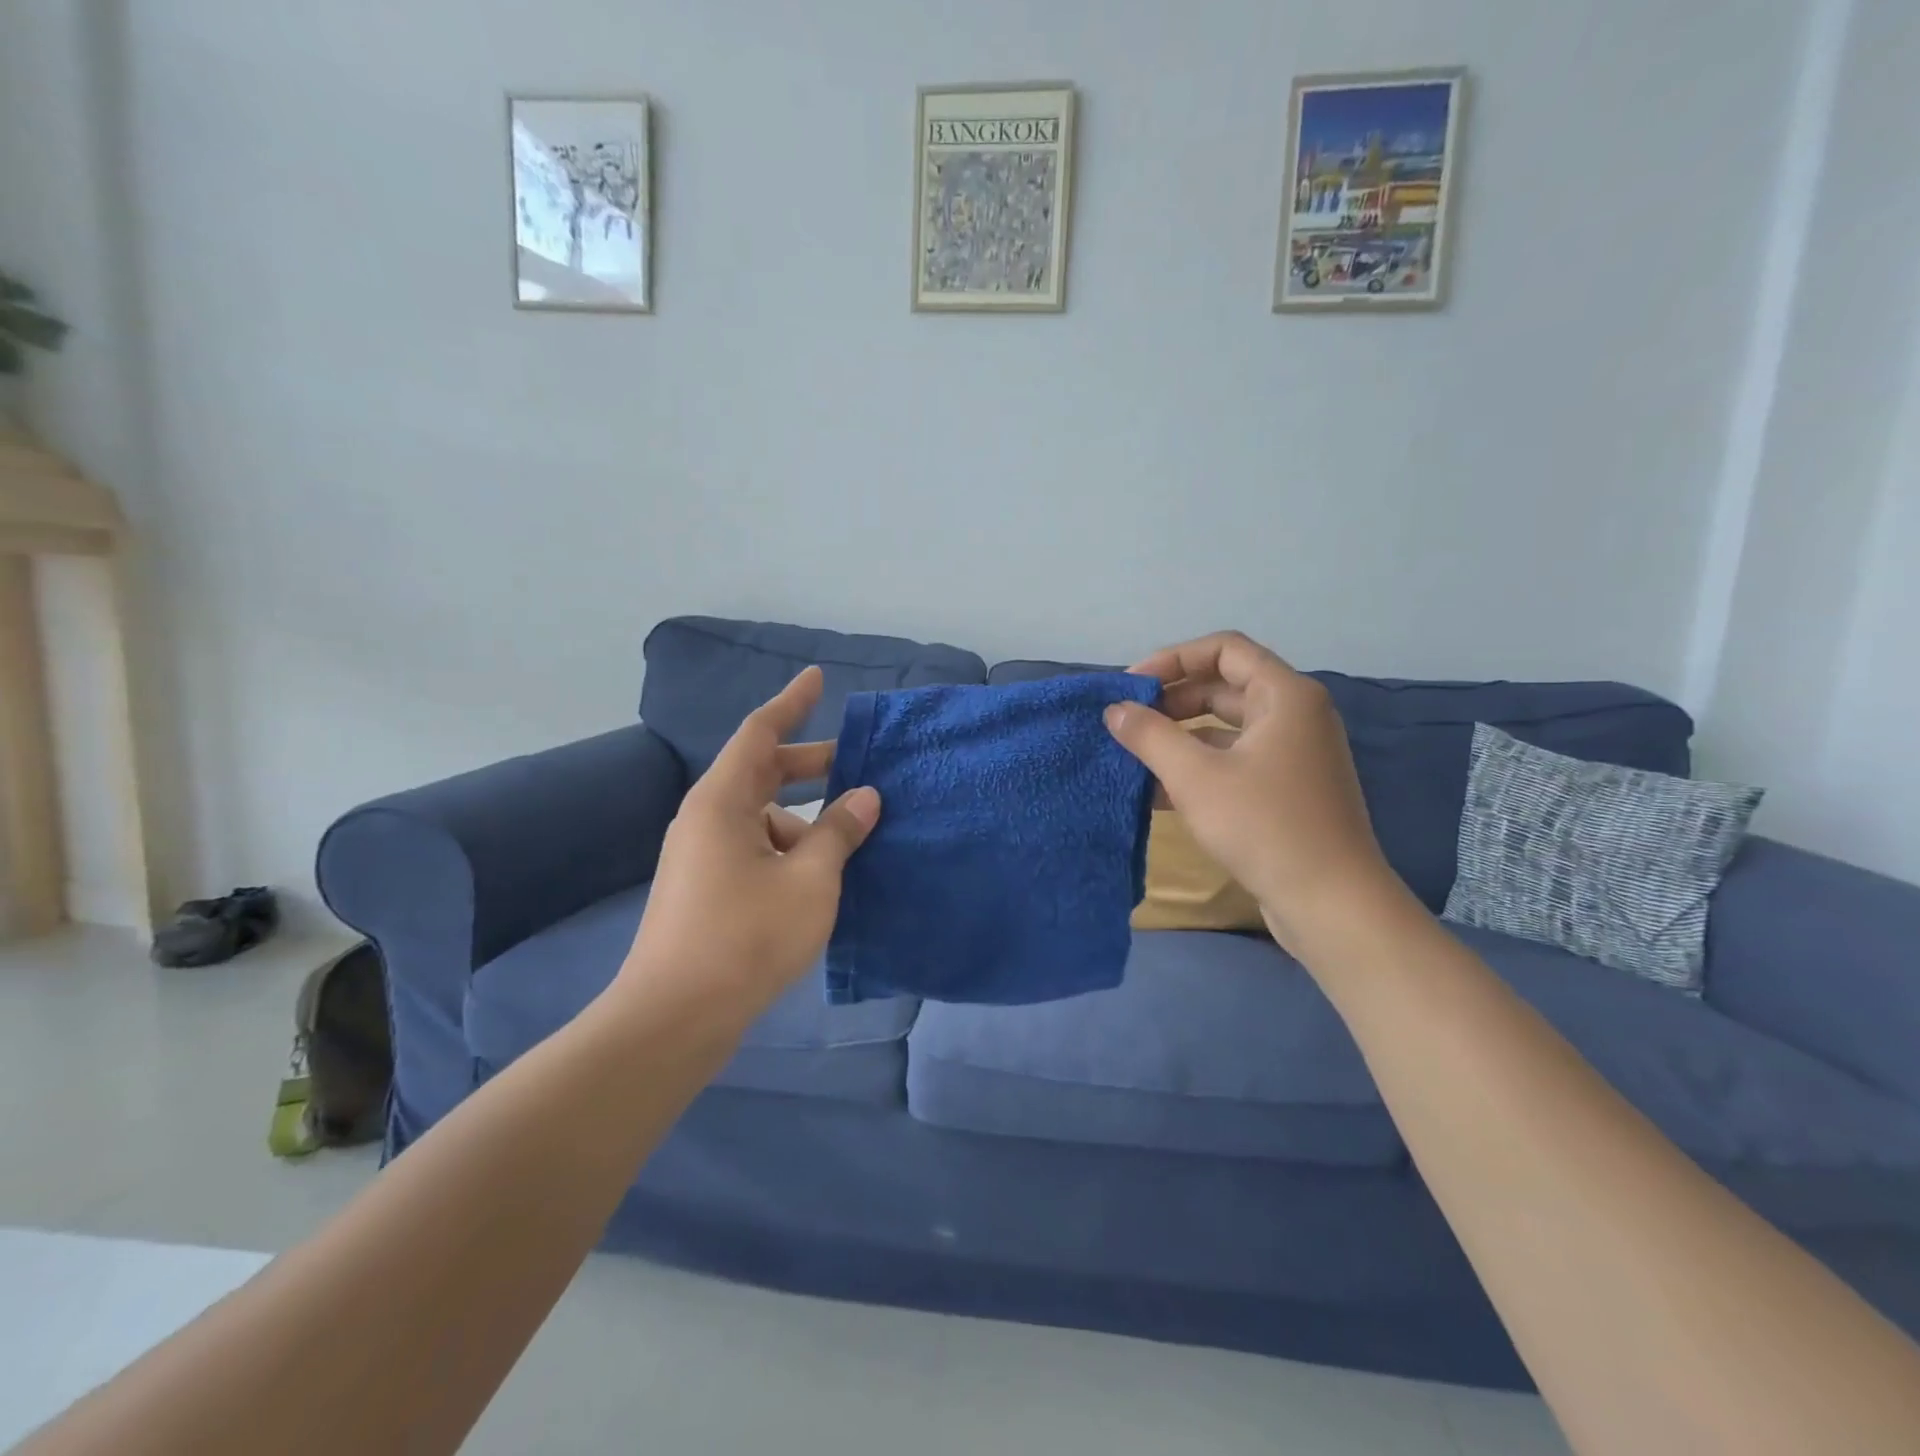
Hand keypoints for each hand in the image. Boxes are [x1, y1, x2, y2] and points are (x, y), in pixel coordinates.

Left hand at [620, 667, 880, 1017]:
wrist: (675, 1017)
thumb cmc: (746, 936)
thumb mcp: (810, 879)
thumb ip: (840, 831)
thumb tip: (865, 796)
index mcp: (723, 801)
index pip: (759, 732)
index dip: (792, 703)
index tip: (818, 679)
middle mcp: (706, 818)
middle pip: (762, 772)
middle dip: (811, 765)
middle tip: (857, 765)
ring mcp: (702, 856)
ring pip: (762, 817)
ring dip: (806, 819)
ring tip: (852, 840)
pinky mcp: (706, 889)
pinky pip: (755, 848)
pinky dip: (790, 849)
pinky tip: (822, 877)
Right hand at [1104, 631, 1398, 949]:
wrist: (1330, 903)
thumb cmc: (1264, 825)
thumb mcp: (1195, 776)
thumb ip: (1149, 735)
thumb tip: (1115, 710)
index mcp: (1285, 695)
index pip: (1223, 649)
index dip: (1172, 659)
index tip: (1131, 686)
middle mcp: (1294, 715)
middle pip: (1223, 687)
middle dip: (1171, 701)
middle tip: (1128, 723)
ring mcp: (1293, 755)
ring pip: (1225, 729)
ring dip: (1179, 738)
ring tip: (1134, 757)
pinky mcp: (1286, 790)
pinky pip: (1234, 762)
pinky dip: (1197, 768)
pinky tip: (1157, 793)